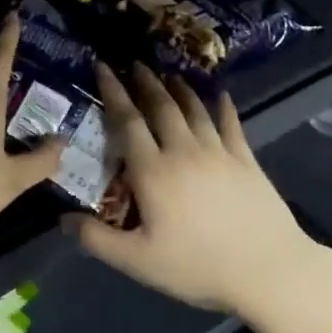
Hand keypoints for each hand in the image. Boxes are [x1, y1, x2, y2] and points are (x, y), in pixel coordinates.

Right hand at [69, 63, 313, 312]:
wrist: (269, 269)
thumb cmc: (198, 266)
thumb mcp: (138, 261)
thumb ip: (96, 239)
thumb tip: (62, 219)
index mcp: (153, 171)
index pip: (128, 122)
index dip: (113, 92)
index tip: (103, 66)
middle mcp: (183, 151)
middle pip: (161, 107)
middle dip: (145, 82)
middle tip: (134, 63)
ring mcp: (218, 152)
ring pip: (194, 110)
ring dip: (179, 89)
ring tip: (168, 73)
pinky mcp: (246, 160)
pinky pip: (231, 125)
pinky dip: (224, 107)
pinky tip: (222, 95)